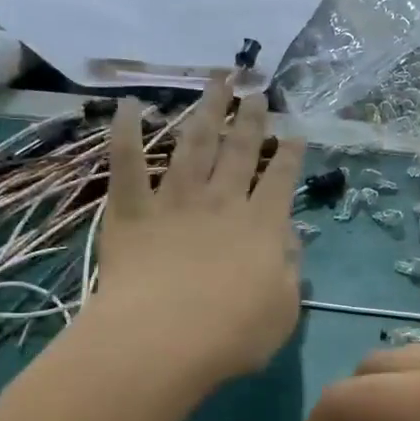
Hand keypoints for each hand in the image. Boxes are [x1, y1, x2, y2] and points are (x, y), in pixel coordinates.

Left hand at [93, 77, 304, 383]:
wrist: (163, 339)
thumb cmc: (232, 334)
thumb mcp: (283, 310)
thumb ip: (289, 269)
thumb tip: (288, 238)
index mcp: (262, 226)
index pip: (280, 180)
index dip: (289, 155)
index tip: (294, 133)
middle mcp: (222, 202)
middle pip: (239, 151)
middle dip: (250, 120)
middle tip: (256, 92)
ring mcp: (175, 201)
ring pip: (193, 144)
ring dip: (206, 111)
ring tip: (216, 81)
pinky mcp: (132, 210)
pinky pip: (126, 163)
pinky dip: (125, 131)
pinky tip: (128, 104)